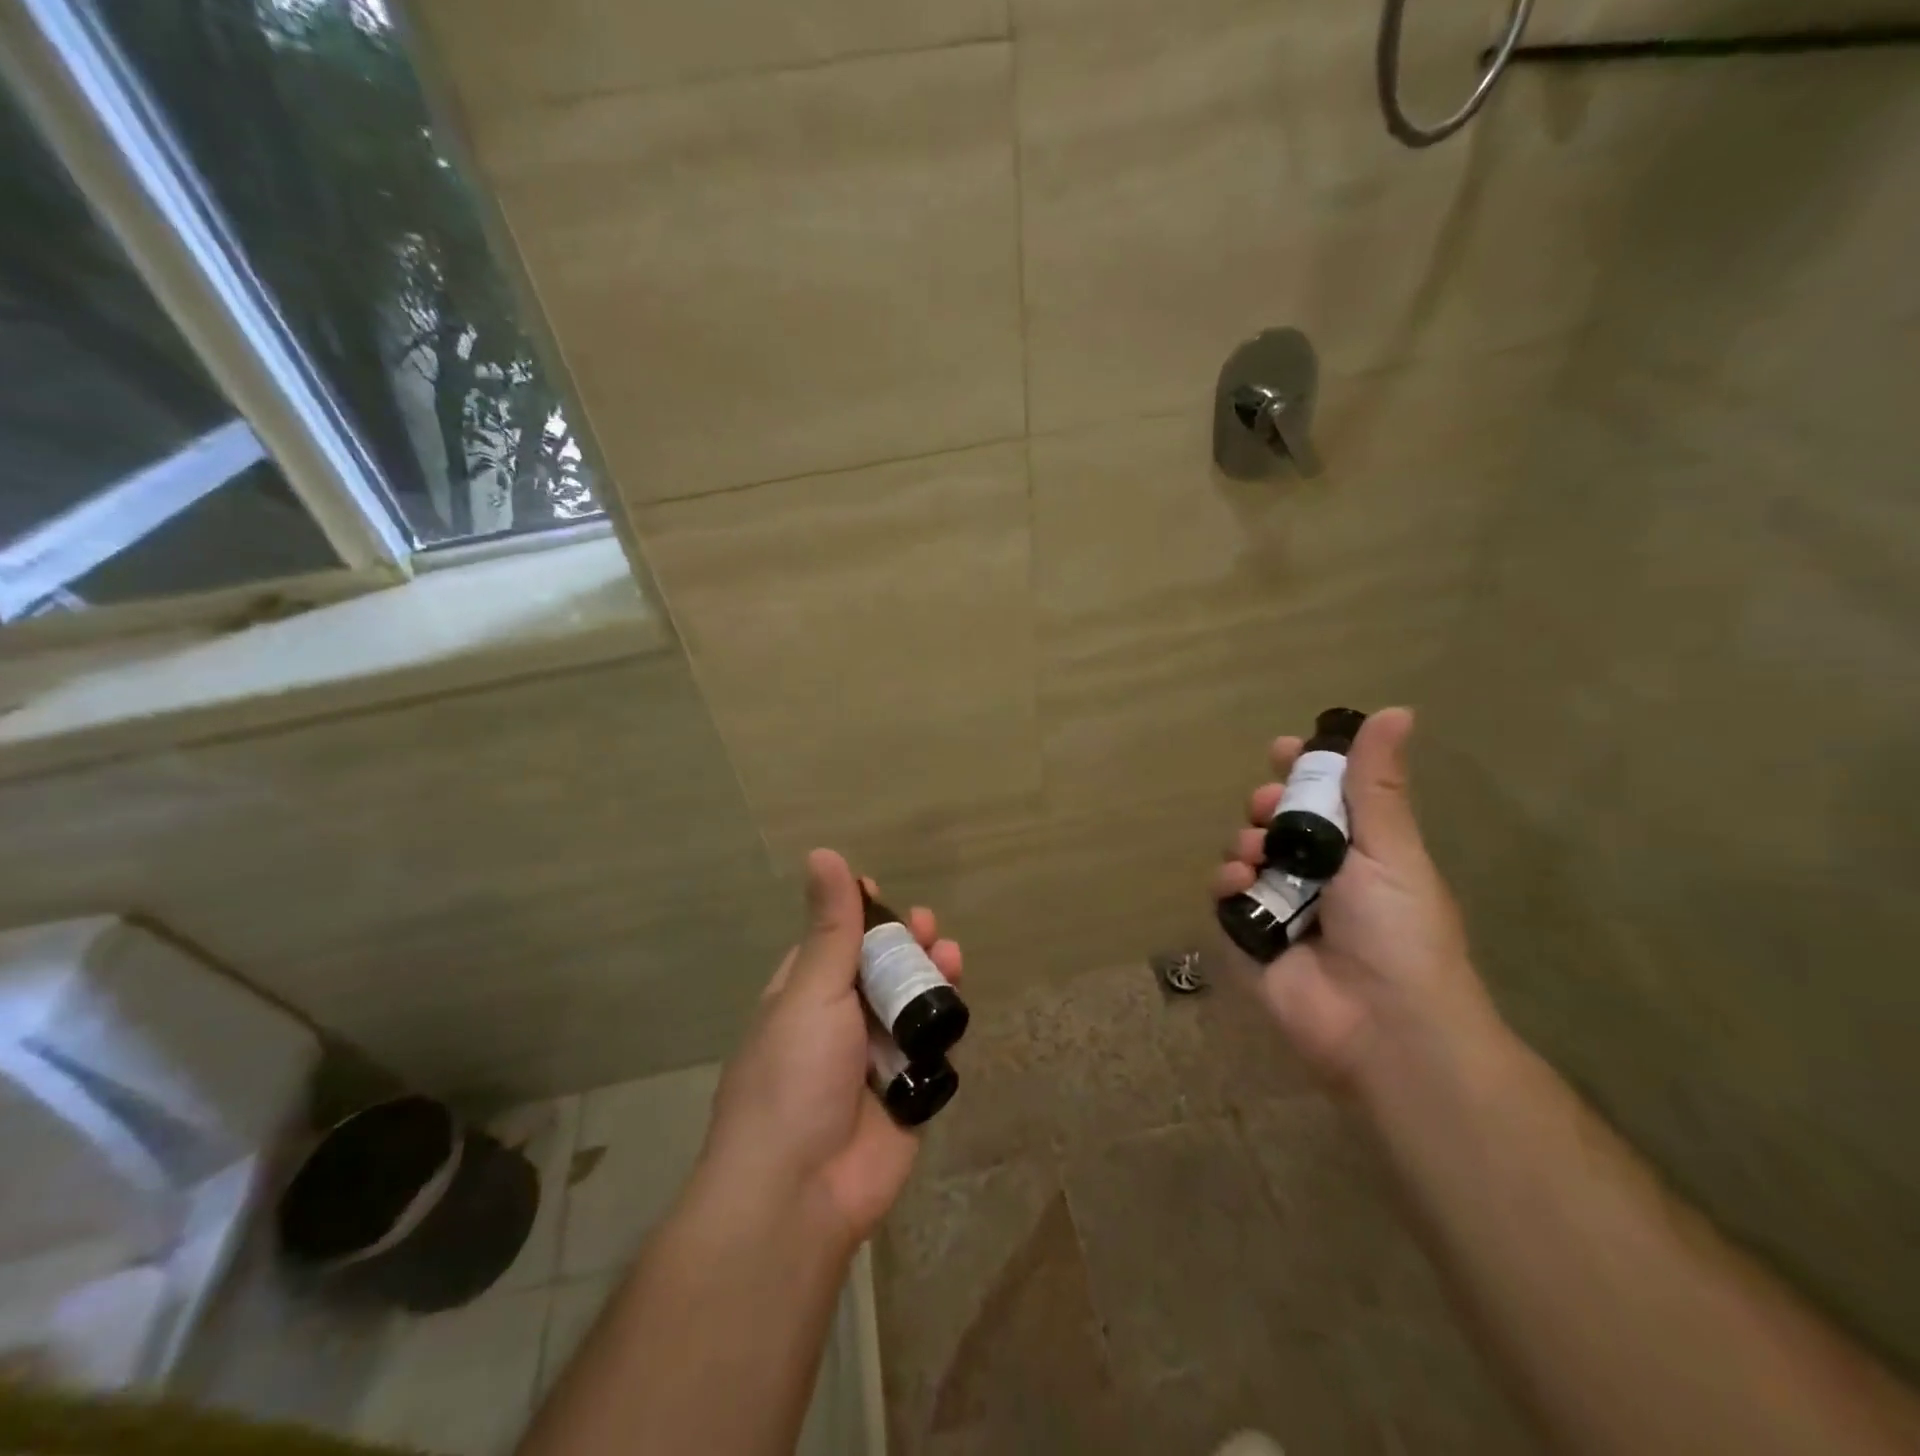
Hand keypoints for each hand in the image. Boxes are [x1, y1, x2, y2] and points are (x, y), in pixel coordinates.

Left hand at [698, 849, 961, 1248]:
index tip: (883, 894)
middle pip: (879, 971)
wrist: (800, 1193)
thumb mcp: (811, 990)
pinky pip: (931, 1052)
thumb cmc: (793, 1077)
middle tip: (929, 927)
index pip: (833, 942)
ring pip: (909, 1008)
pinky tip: (958, 1008)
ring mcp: (872, 1062)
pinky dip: (944, 1028)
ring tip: (952, 955)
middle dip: (905, 946)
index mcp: (802, 996)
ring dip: (931, 980)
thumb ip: (830, 927)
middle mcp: (836, 1025)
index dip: (860, 917)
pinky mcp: (907, 1096)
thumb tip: (823, 853)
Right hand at [1212, 707, 1496, 1087]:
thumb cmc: (1398, 929)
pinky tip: (1239, 884)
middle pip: (1276, 821)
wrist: (1383, 1022)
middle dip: (1267, 806)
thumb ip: (1378, 783)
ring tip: (1256, 853)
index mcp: (1357, 850)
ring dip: (1244, 841)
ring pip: (1244, 853)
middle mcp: (1317, 873)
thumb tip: (1399, 709)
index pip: (1323, 797)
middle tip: (1271, 808)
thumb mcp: (1390, 849)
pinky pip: (1224, 896)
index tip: (1283, 750)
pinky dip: (1225, 883)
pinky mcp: (1249, 936)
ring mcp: (1280, 905)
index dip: (1302, 770)